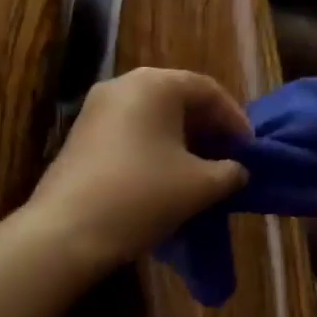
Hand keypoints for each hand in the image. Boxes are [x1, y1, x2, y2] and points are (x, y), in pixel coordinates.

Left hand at [27, 68, 250, 271]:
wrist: (66, 232)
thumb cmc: (142, 196)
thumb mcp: (200, 185)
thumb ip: (229, 172)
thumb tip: (236, 170)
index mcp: (156, 84)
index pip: (208, 90)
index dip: (235, 119)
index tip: (250, 149)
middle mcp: (124, 84)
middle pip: (178, 98)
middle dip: (207, 128)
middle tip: (228, 157)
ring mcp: (97, 108)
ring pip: (153, 115)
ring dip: (181, 139)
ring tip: (201, 170)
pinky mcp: (81, 135)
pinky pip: (130, 130)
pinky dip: (154, 147)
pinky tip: (165, 178)